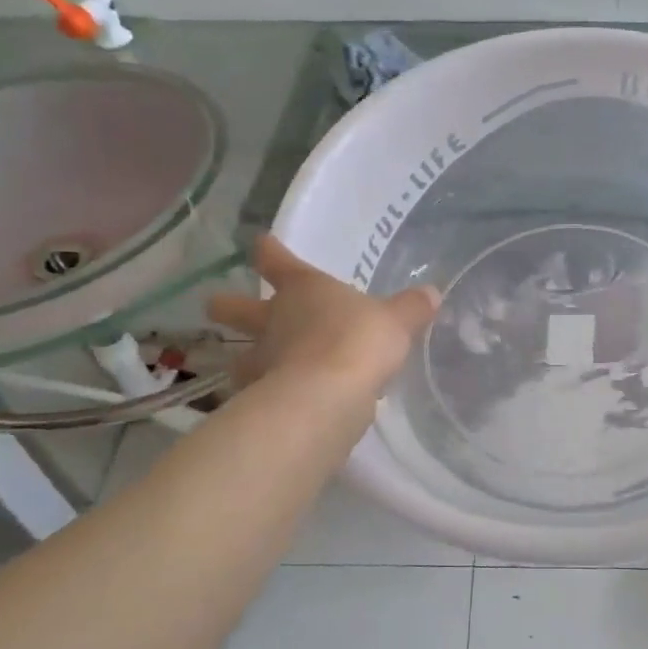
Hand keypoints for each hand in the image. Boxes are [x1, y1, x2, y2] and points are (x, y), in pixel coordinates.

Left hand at [206, 236, 439, 395]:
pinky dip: (265, 396)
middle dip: (227, 305)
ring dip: (242, 359)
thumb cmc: (359, 340)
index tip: (260, 244)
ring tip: (248, 366)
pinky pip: (260, 393)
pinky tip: (278, 404)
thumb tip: (432, 293)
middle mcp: (274, 320)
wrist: (327, 395)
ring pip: (240, 355)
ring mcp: (263, 360)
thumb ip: (411, 308)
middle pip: (238, 308)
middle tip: (215, 304)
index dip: (270, 252)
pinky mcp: (263, 398)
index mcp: (303, 289)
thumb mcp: (396, 321)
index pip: (277, 261)